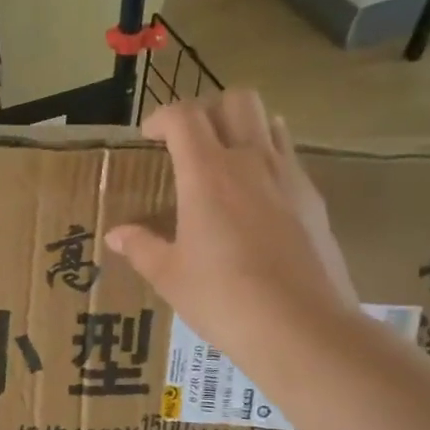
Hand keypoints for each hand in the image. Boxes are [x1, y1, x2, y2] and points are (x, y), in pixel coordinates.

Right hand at [106, 91, 359, 362]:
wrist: (303, 328)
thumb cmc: (224, 299)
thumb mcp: (170, 276)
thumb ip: (141, 247)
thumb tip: (116, 235)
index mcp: (207, 173)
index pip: (184, 116)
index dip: (162, 117)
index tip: (149, 136)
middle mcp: (250, 161)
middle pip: (236, 100)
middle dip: (208, 108)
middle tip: (190, 140)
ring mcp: (288, 177)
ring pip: (269, 121)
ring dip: (243, 127)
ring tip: (226, 159)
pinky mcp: (314, 199)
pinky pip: (289, 156)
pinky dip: (269, 157)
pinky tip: (257, 195)